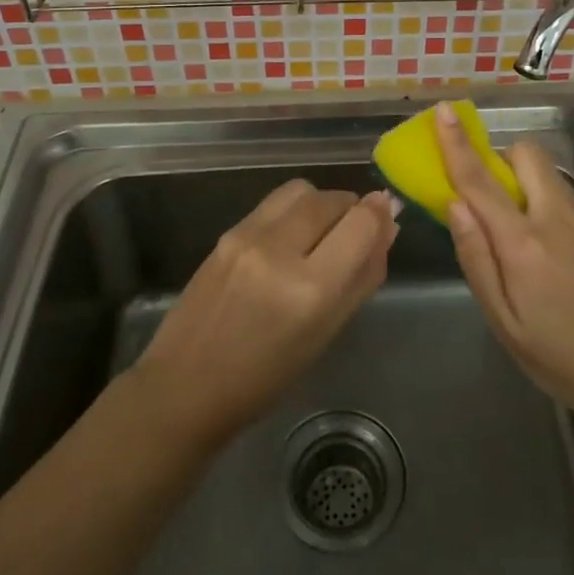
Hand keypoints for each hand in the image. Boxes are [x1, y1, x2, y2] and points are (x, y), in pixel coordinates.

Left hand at [134, 180, 396, 444]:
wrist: (185, 385)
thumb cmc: (266, 377)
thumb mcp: (327, 334)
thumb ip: (363, 277)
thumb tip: (388, 227)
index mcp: (310, 289)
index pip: (361, 223)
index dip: (380, 213)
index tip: (387, 217)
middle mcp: (278, 250)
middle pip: (332, 199)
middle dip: (351, 208)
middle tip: (354, 232)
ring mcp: (247, 236)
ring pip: (302, 190)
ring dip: (322, 203)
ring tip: (320, 233)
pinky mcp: (226, 232)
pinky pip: (274, 203)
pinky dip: (294, 210)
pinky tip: (289, 240)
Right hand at [435, 103, 573, 436]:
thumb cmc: (560, 358)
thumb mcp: (503, 321)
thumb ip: (476, 258)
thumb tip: (454, 204)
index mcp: (523, 242)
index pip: (480, 180)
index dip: (456, 143)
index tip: (443, 111)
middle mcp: (555, 218)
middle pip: (525, 154)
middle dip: (498, 157)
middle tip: (485, 193)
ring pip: (546, 172)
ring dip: (520, 177)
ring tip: (511, 224)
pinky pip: (561, 194)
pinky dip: (540, 196)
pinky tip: (542, 246)